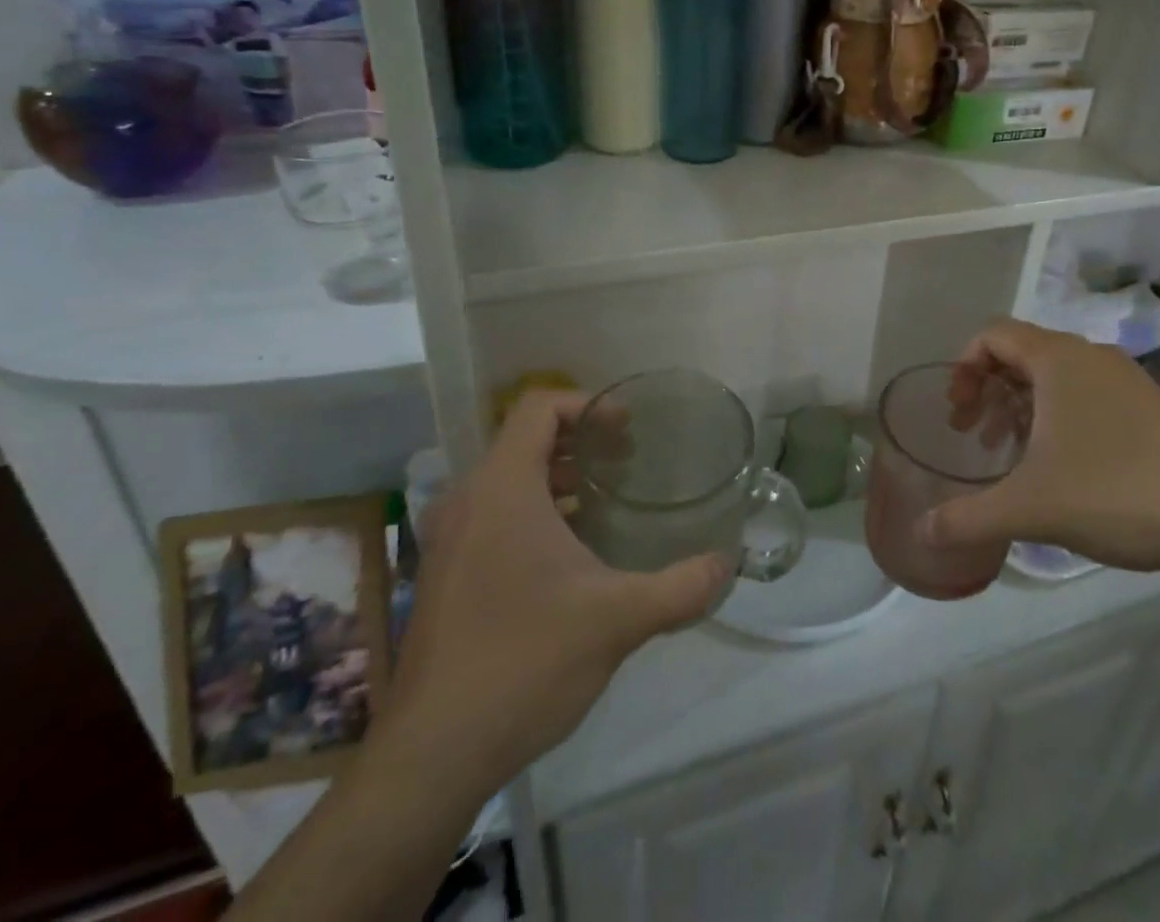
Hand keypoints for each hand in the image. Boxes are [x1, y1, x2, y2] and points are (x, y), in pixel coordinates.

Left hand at [377, 391, 728, 799]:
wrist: (432, 755)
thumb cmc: (525, 662)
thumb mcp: (617, 619)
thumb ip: (680, 587)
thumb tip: (727, 565)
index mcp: (502, 489)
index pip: (539, 407)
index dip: (587, 404)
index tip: (628, 429)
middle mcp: (468, 501)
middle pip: (525, 439)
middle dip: (580, 441)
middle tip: (627, 460)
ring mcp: (449, 539)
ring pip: (507, 479)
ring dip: (556, 477)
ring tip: (604, 500)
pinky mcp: (444, 574)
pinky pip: (492, 514)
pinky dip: (533, 510)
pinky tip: (569, 552)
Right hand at [919, 320, 1159, 574]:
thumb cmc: (1116, 494)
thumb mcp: (1030, 508)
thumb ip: (968, 518)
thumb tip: (922, 532)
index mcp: (1058, 359)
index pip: (992, 335)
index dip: (963, 367)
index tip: (955, 412)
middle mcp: (1090, 356)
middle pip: (1020, 354)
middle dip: (987, 391)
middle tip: (972, 435)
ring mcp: (1125, 379)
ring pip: (1054, 377)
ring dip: (1020, 406)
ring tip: (1009, 452)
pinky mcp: (1148, 406)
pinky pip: (1085, 395)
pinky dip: (1056, 417)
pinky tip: (1060, 466)